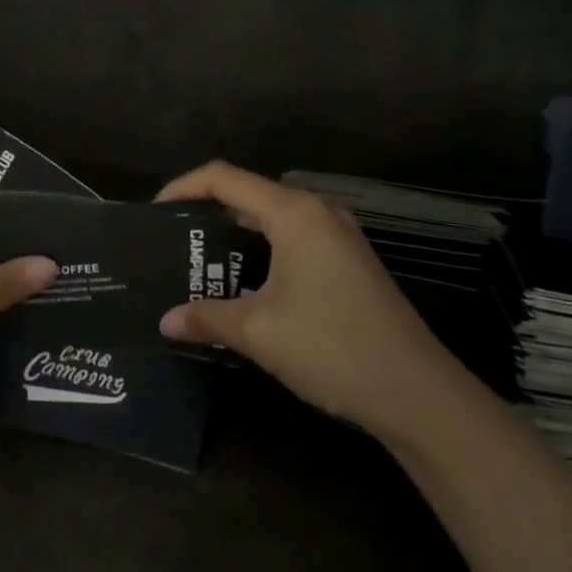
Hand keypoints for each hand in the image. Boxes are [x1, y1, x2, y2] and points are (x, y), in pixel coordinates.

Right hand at [156, 161, 464, 438]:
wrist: (417, 393)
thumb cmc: (331, 347)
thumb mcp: (257, 332)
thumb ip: (205, 318)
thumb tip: (165, 321)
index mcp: (294, 213)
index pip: (224, 178)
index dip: (183, 187)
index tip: (154, 214)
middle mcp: (317, 212)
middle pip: (249, 193)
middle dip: (206, 213)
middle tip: (172, 243)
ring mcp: (339, 236)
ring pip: (272, 218)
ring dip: (234, 235)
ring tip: (199, 264)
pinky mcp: (349, 261)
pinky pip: (293, 239)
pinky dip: (261, 250)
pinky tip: (244, 285)